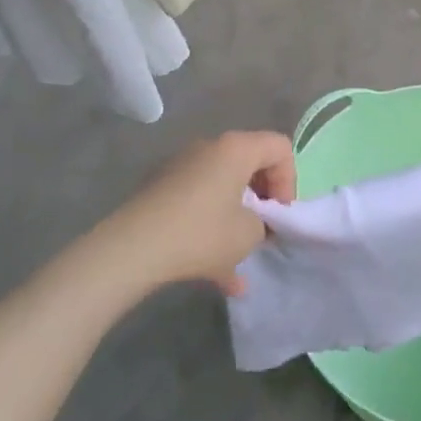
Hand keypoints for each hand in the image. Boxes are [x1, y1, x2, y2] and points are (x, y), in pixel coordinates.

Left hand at [105, 131, 295, 295]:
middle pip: (249, 163)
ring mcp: (180, 167)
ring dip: (235, 217)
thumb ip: (263, 223)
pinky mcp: (159, 189)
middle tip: (262, 231)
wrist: (131, 249)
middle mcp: (209, 147)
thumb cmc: (201, 234)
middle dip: (261, 198)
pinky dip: (208, 227)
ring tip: (238, 258)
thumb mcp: (248, 234)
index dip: (288, 181)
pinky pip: (197, 203)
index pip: (279, 147)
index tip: (279, 215)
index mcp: (236, 148)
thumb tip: (254, 222)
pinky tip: (212, 273)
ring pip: (221, 187)